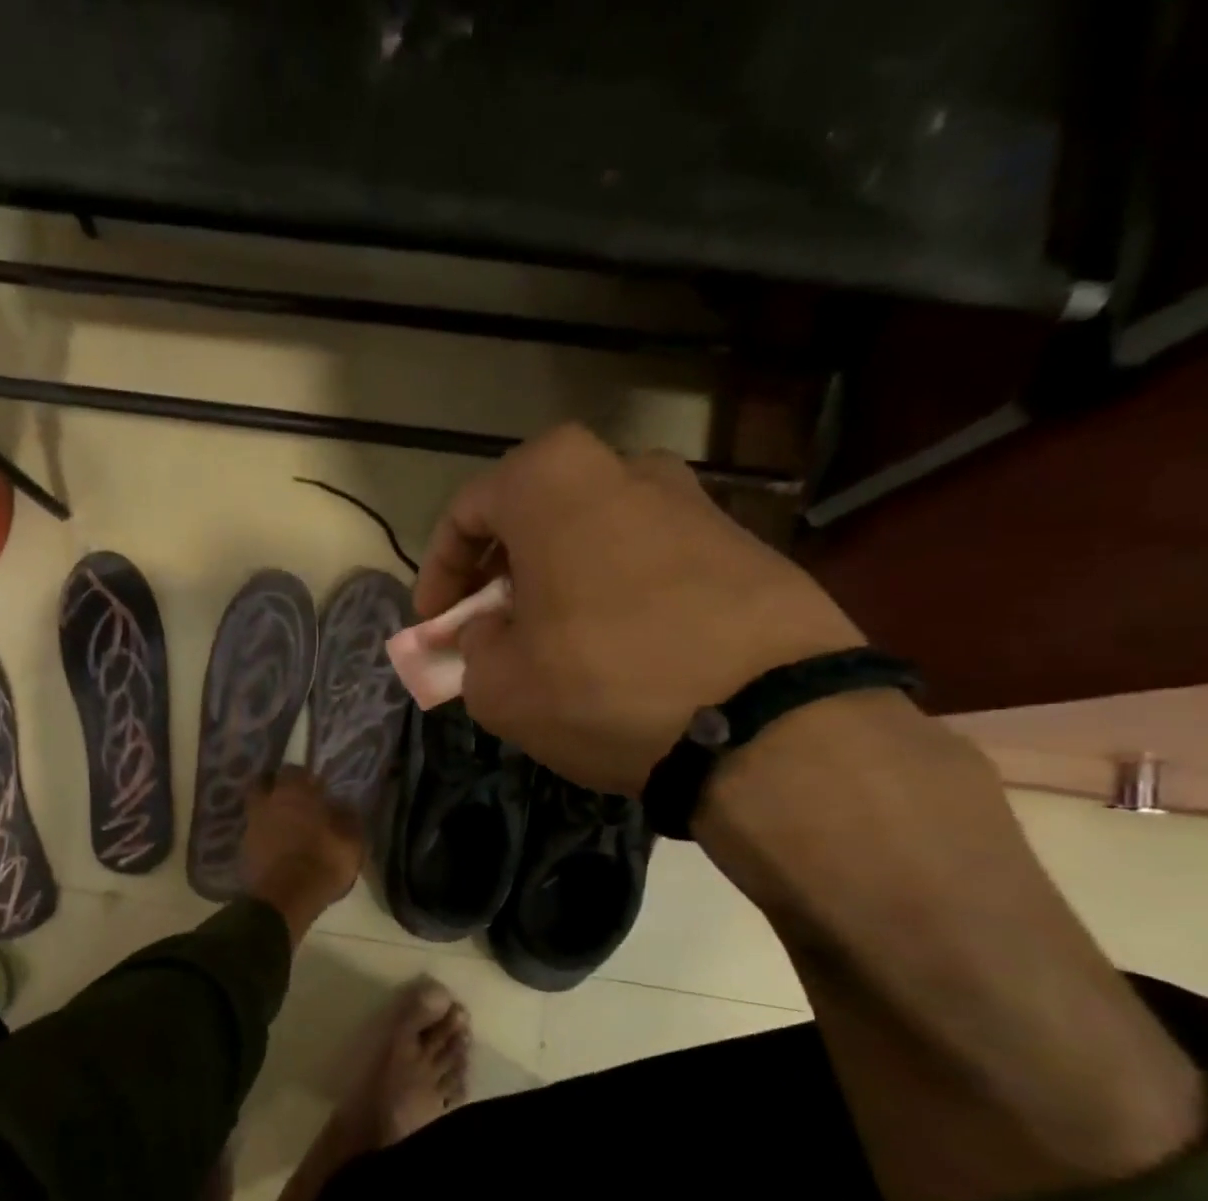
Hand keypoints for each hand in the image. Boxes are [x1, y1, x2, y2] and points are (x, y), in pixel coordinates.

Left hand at [240, 767, 364, 938]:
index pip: (294, 770)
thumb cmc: (321, 863)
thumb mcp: (351, 842)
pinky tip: (276, 845)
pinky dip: (263, 834)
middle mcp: (267, 801)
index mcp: (294, 793)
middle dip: (276, 788)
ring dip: (269, 812)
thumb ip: (348, 818)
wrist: (283, 900)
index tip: (317, 789)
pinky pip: (254, 832)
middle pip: (265, 783)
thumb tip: (344, 805)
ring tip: (285, 824)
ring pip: (257, 808)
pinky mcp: (242, 848)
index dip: (305, 778)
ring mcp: (251, 824)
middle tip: (294, 800)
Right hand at [416, 424, 864, 794]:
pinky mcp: (747, 547)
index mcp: (553, 484)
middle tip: (493, 625)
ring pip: (598, 535)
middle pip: (536, 514)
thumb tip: (490, 633)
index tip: (435, 623)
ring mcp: (696, 504)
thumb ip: (472, 648)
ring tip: (558, 641)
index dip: (439, 571)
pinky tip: (623, 650)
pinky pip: (653, 561)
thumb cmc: (605, 685)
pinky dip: (620, 594)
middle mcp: (626, 471)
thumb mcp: (499, 685)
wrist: (772, 721)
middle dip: (502, 570)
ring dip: (563, 580)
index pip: (467, 510)